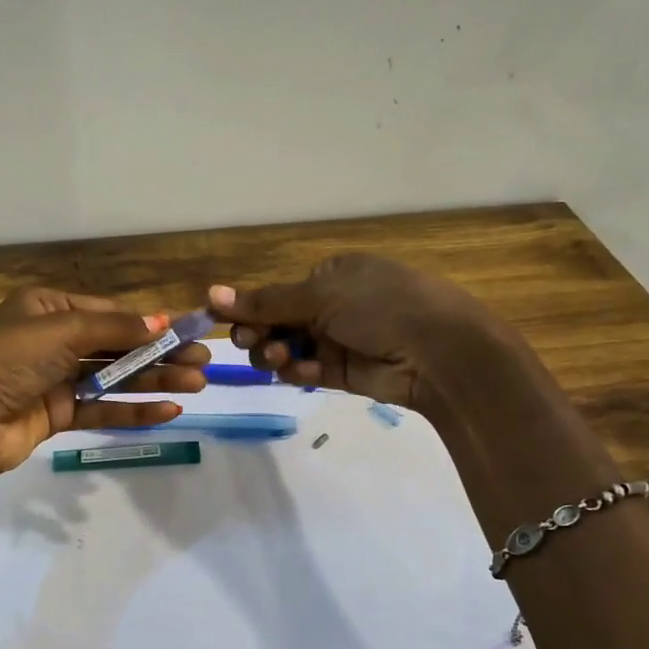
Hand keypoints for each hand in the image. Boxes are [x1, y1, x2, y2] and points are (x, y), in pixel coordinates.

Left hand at [0, 288, 208, 531]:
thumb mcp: (62, 330)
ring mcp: (55, 380)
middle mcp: (52, 341)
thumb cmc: (9, 359)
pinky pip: (102, 408)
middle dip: (160, 354)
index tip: (188, 332)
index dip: (149, 323)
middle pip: (117, 346)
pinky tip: (168, 411)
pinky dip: (134, 410)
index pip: (109, 313)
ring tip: (198, 385)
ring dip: (155, 381)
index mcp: (48, 309)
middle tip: (203, 363)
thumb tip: (162, 323)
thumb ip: (115, 329)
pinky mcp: (56, 415)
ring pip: (114, 378)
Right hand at [207, 254, 496, 407]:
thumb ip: (265, 302)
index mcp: (331, 275)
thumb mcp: (321, 295)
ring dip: (275, 354)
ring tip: (282, 359)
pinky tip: (304, 373)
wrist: (438, 353)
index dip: (250, 308)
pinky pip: (306, 371)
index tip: (227, 321)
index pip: (276, 293)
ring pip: (287, 349)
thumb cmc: (381, 306)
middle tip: (253, 342)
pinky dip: (298, 372)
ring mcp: (337, 340)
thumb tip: (210, 294)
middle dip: (260, 333)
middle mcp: (331, 305)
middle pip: (276, 322)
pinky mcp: (342, 373)